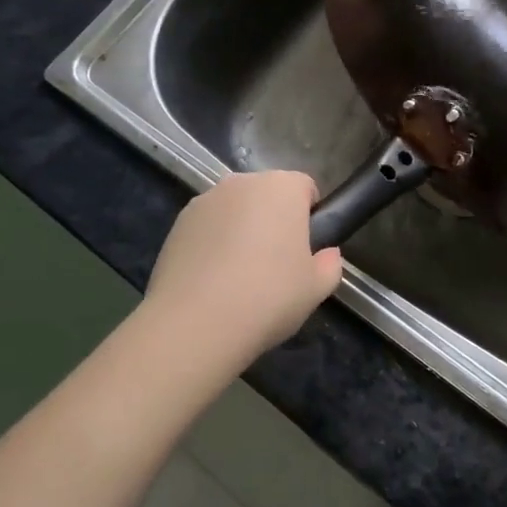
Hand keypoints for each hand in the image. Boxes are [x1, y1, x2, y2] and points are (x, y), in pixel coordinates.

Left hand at [145, 171, 342, 361]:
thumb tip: (327, 255)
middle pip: (267, 194)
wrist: (195, 323)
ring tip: (240, 276)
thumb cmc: (269, 297)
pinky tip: (212, 280)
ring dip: (241, 229)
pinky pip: (207, 227)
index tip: (307, 248)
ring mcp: (205, 200)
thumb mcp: (316, 288)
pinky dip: (213, 243)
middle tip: (277, 263)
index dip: (310, 215)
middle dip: (274, 219)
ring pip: (234, 209)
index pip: (305, 187)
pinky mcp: (177, 223)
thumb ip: (330, 265)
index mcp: (282, 188)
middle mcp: (242, 183)